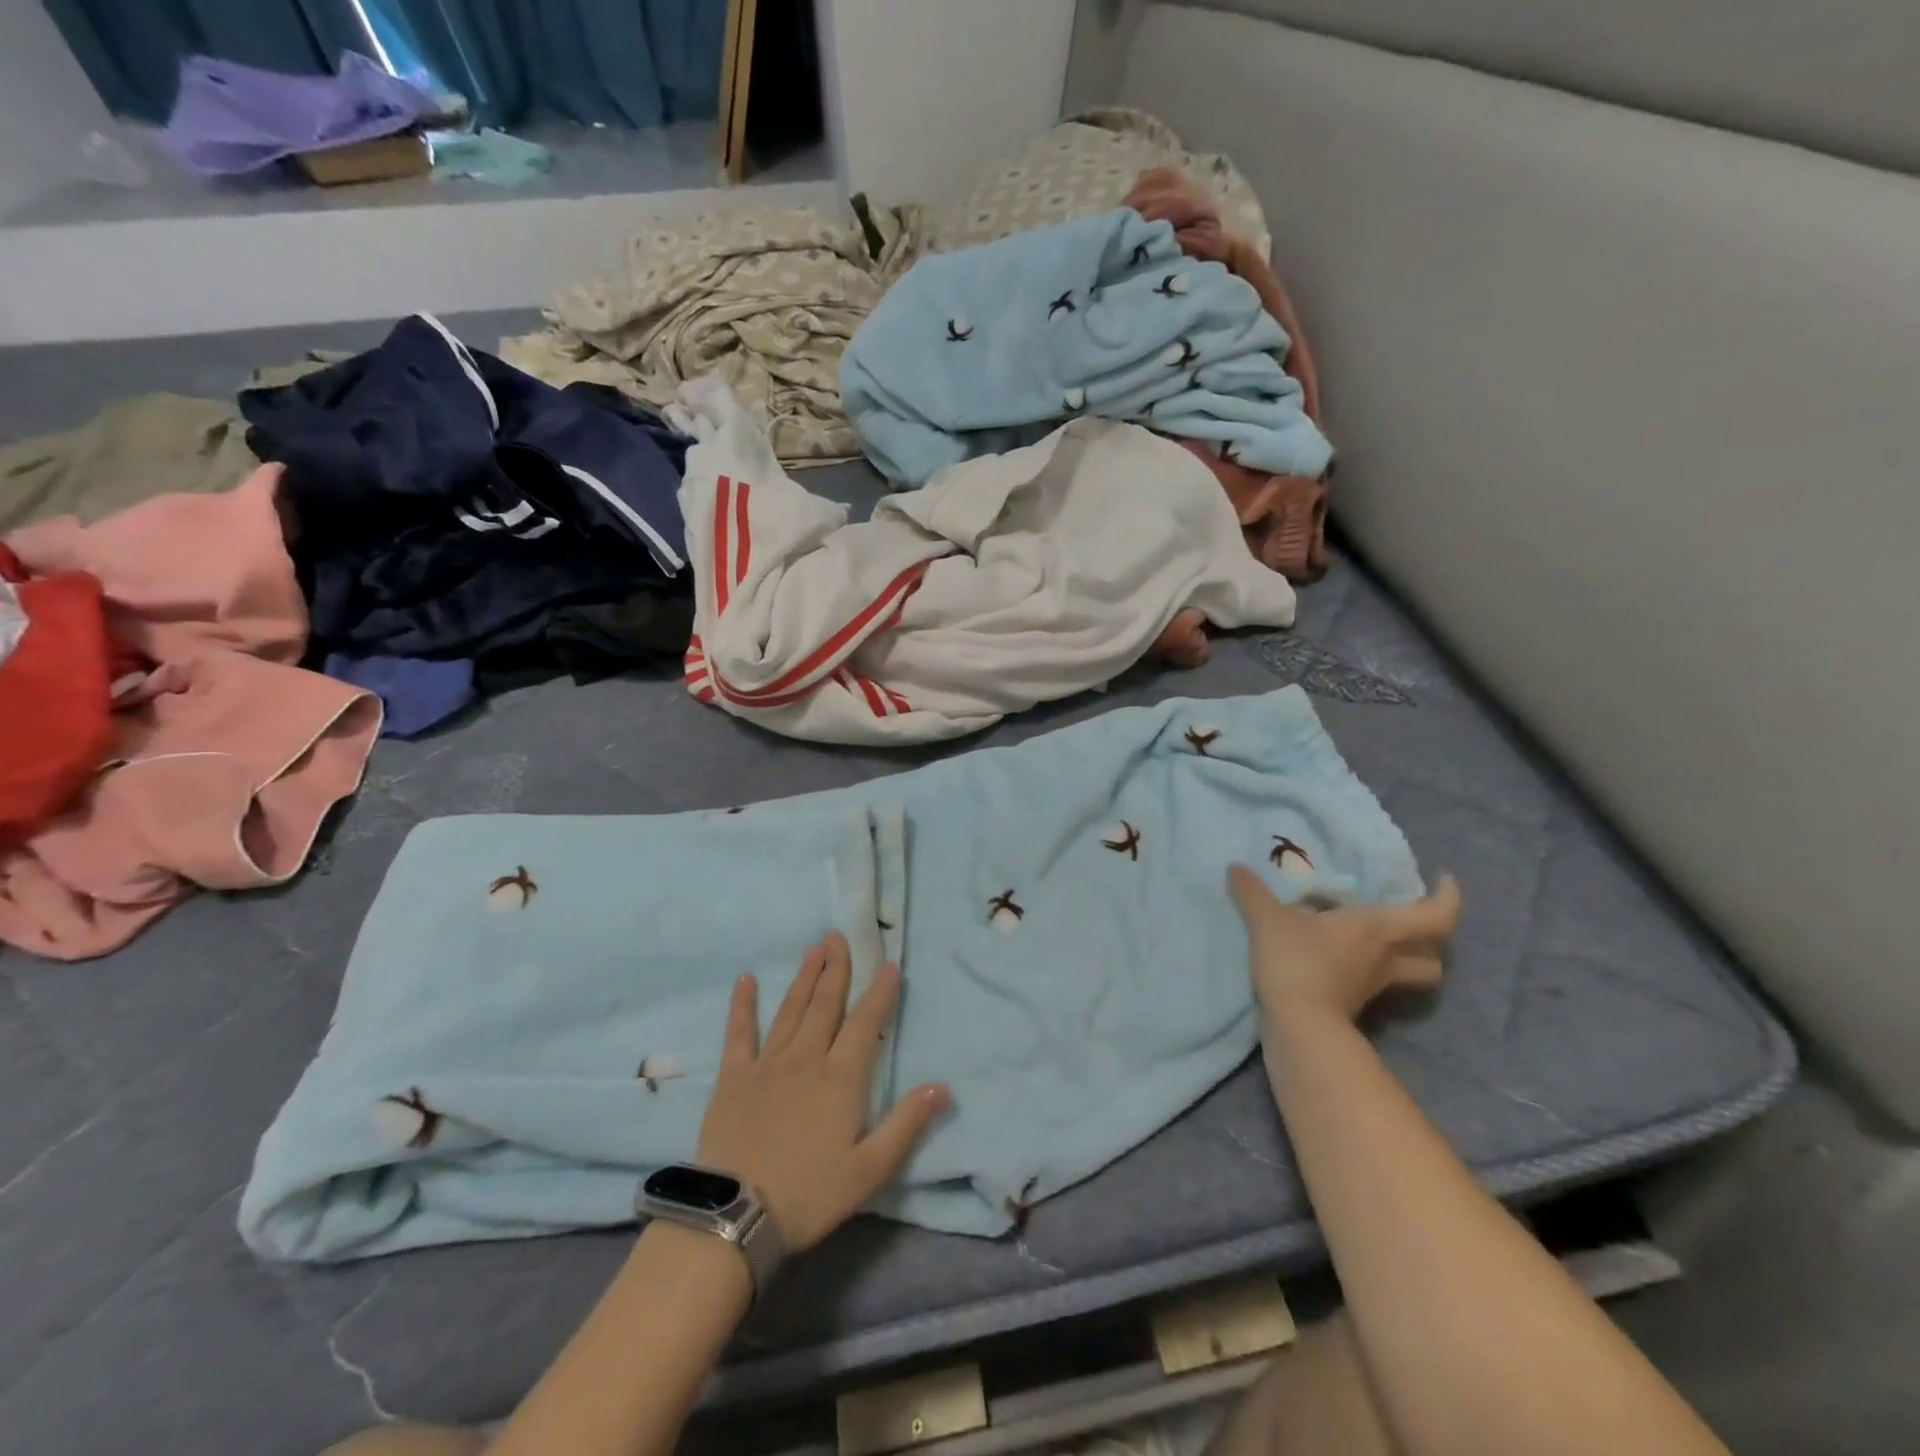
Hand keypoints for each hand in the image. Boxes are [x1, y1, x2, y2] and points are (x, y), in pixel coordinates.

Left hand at [696, 934, 950, 1253]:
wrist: (736, 1216)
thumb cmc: (809, 1195)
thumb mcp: (869, 1169)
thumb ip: (906, 1124)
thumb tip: (943, 1087)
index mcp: (842, 1077)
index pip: (866, 1022)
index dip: (879, 992)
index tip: (888, 964)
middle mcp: (807, 1058)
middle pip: (826, 1004)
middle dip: (836, 968)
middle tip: (839, 936)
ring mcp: (768, 1064)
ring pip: (791, 1010)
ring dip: (804, 978)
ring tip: (813, 949)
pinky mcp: (734, 1077)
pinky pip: (740, 1033)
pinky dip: (743, 1005)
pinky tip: (746, 980)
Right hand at [1227, 866, 1461, 1025]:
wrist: (1298, 1025)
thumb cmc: (1297, 961)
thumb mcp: (1268, 920)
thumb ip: (1252, 892)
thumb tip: (1235, 868)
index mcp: (1378, 928)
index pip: (1437, 916)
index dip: (1448, 897)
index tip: (1442, 879)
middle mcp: (1386, 957)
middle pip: (1434, 955)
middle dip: (1430, 940)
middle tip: (1409, 918)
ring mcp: (1374, 985)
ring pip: (1409, 974)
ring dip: (1405, 960)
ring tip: (1377, 941)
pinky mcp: (1355, 1005)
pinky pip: (1375, 983)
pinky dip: (1367, 971)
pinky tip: (1340, 958)